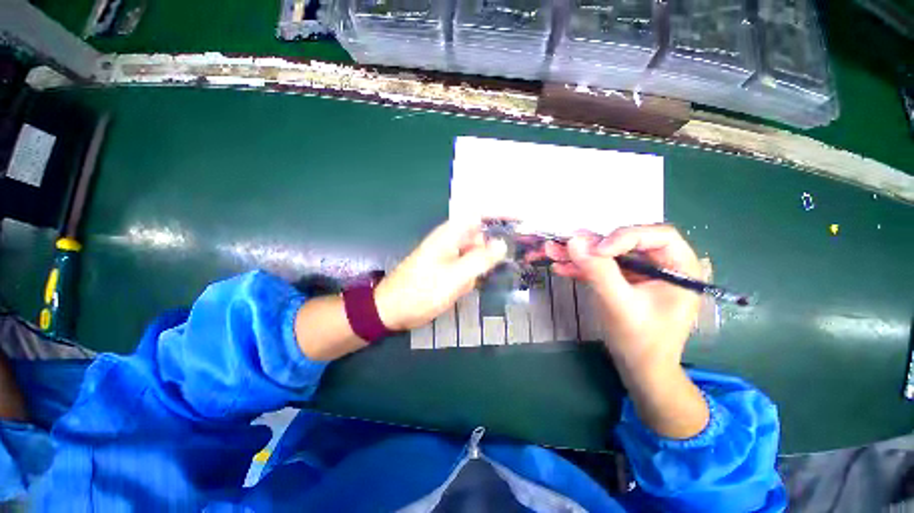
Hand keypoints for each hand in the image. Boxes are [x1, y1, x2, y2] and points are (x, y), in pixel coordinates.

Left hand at [374, 219, 506, 330]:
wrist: (392, 310)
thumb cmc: (421, 291)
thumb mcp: (454, 277)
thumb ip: (480, 259)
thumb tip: (503, 244)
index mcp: (450, 234)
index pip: (480, 214)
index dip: (501, 214)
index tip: (522, 221)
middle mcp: (451, 240)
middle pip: (481, 235)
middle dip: (495, 247)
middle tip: (511, 259)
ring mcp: (449, 255)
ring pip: (476, 253)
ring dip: (483, 265)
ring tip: (480, 278)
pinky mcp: (447, 269)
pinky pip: (467, 267)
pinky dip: (474, 275)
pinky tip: (468, 286)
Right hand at [545, 225, 700, 373]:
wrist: (638, 368)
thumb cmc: (640, 341)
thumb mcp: (620, 305)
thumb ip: (599, 272)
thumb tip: (574, 240)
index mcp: (679, 267)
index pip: (657, 235)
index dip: (625, 236)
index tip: (596, 250)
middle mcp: (661, 264)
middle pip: (625, 241)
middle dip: (591, 243)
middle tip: (563, 243)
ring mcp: (639, 272)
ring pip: (608, 253)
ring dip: (579, 254)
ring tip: (552, 251)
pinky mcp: (622, 281)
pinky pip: (602, 267)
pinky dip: (580, 267)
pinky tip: (560, 267)